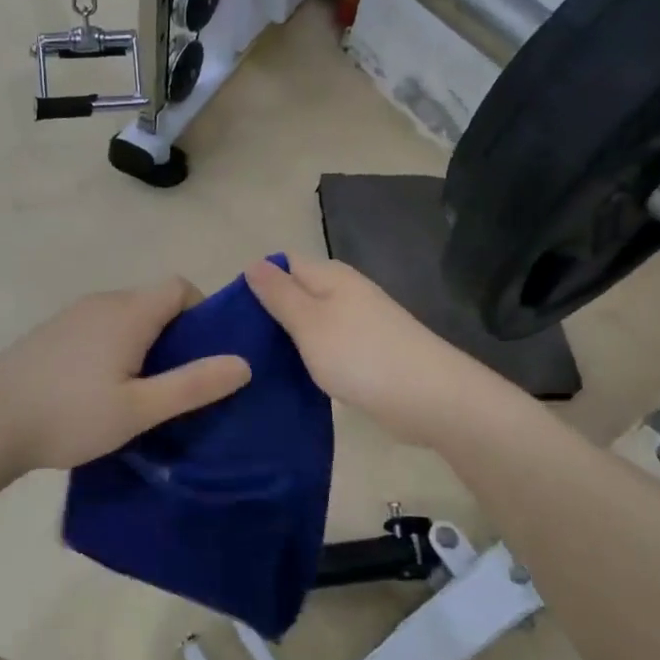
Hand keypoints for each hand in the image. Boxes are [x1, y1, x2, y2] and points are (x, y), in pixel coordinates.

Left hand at [0, 278, 251, 472]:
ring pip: (124, 315)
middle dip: (175, 332)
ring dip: (143, 340)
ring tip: (140, 389)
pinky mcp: (50, 332)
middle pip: (153, 300)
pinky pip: (98, 326)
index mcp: (128, 312)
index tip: (204, 353)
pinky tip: (98, 387)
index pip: (179, 286)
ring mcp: (71, 314)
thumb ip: (193, 384)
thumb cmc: (70, 415)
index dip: (201, 311)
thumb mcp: (140, 409)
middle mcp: (101, 302)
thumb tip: (243, 363)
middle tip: (177, 380)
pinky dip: (113, 345)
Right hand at [245, 256, 501, 447]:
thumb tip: (254, 262)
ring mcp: (360, 323)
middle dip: (270, 312)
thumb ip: (280, 294)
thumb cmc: (360, 354)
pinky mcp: (368, 353)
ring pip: (313, 323)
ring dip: (289, 339)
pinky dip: (310, 358)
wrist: (429, 397)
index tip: (231, 312)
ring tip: (254, 362)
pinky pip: (329, 347)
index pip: (285, 263)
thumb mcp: (309, 322)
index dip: (258, 280)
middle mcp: (346, 293)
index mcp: (331, 276)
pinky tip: (292, 377)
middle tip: (236, 344)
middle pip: (299, 293)